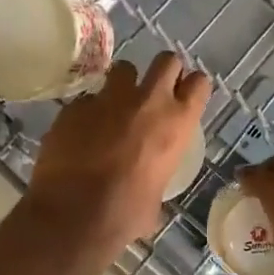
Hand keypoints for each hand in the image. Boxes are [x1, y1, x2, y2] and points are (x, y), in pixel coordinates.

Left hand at [26, 53, 210, 250]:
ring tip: (115, 104)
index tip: (185, 95)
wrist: (74, 213)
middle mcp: (148, 100)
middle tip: (154, 91)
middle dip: (163, 71)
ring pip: (123, 69)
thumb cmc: (126, 213)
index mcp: (176, 123)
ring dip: (123, 83)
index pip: (199, 83)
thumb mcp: (156, 196)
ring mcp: (109, 98)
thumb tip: (147, 187)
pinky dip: (88, 111)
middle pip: (166, 61)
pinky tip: (80, 132)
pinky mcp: (76, 105)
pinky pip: (88, 99)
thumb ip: (156, 176)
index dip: (192, 86)